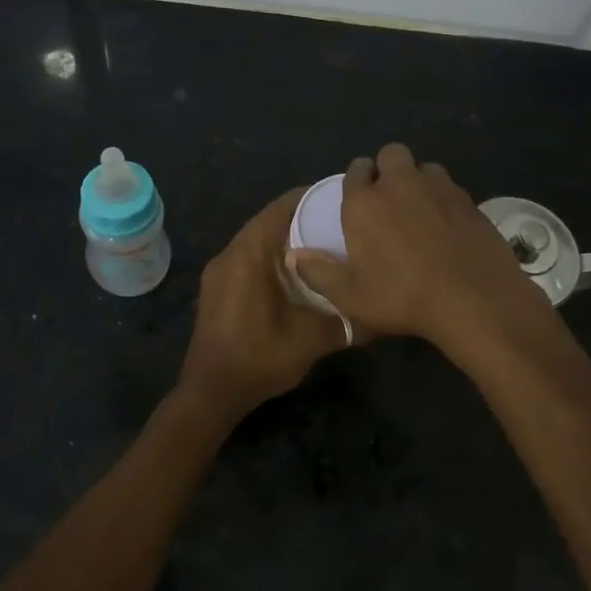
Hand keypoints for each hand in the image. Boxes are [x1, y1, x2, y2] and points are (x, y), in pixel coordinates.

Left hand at [179, 188, 350, 416]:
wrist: (211, 392)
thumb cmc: (260, 357)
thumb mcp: (312, 340)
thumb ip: (347, 322)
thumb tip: (379, 314)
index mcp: (250, 254)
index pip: (282, 207)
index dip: (312, 198)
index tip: (342, 201)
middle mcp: (230, 253)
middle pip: (268, 220)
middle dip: (303, 219)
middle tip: (338, 225)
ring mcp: (219, 271)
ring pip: (256, 240)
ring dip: (285, 240)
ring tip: (322, 248)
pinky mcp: (216, 288)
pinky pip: (247, 258)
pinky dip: (271, 257)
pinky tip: (295, 276)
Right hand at [286, 142, 546, 351]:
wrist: (473, 299)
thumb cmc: (402, 298)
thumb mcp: (350, 296)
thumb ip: (318, 272)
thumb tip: (292, 256)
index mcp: (365, 202)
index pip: (356, 170)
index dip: (357, 179)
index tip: (359, 197)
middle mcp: (401, 184)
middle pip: (392, 154)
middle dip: (388, 168)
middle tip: (389, 199)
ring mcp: (440, 188)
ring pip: (425, 167)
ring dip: (419, 180)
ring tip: (420, 210)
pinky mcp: (469, 200)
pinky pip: (451, 188)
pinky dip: (444, 199)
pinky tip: (447, 227)